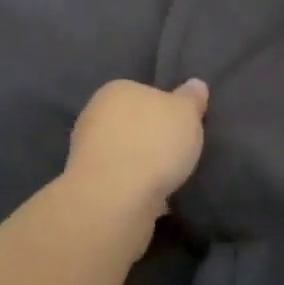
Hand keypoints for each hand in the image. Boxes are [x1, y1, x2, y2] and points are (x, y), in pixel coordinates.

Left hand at [66, 78, 210, 217]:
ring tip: (170, 179)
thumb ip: (191, 98)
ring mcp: (88, 152)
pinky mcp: (89, 185)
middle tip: (180, 153)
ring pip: (125, 154)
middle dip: (152, 138)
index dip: (166, 109)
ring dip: (143, 165)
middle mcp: (95, 115)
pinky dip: (135, 188)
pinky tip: (155, 199)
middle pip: (132, 123)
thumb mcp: (186, 112)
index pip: (144, 92)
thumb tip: (195, 84)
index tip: (184, 126)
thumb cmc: (153, 143)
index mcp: (116, 90)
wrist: (115, 199)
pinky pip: (121, 181)